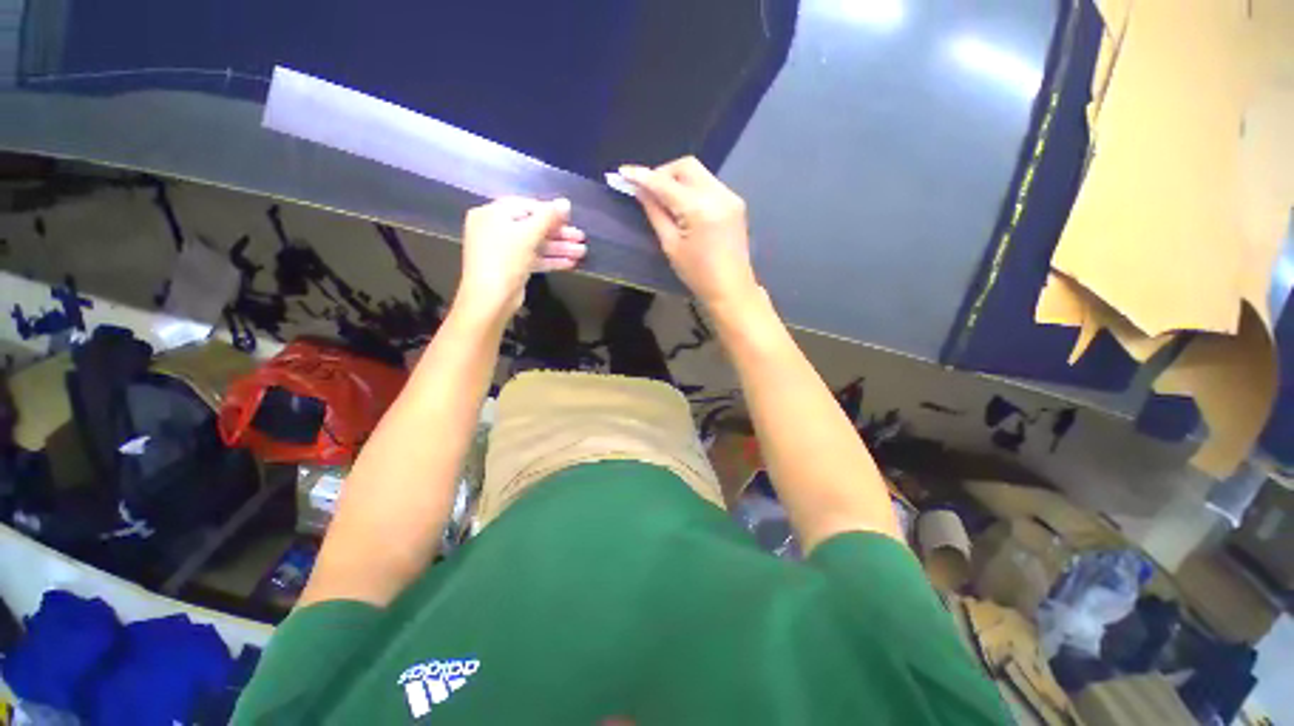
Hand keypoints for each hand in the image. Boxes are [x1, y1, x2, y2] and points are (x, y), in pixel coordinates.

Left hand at [454, 197, 586, 321]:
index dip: (549, 212)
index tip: (570, 219)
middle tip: (581, 238)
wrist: (490, 298)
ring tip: (582, 253)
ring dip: (559, 248)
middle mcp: (495, 229)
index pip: (525, 206)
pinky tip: (570, 263)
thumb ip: (548, 217)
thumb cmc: (505, 259)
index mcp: (492, 214)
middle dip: (559, 234)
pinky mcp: (511, 268)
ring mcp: (503, 250)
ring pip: (535, 244)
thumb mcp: (528, 234)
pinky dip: (550, 260)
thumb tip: (565, 202)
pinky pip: (533, 258)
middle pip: (532, 226)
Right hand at [619, 157, 757, 306]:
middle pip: (686, 166)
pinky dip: (692, 188)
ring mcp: (730, 196)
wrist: (731, 289)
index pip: (665, 183)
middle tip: (648, 191)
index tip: (623, 172)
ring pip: (698, 173)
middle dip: (663, 173)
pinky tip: (684, 205)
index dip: (642, 176)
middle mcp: (718, 194)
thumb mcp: (670, 245)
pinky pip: (709, 184)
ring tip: (664, 199)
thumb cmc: (697, 274)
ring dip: (678, 179)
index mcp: (699, 208)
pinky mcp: (736, 202)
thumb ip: (655, 213)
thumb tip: (640, 191)